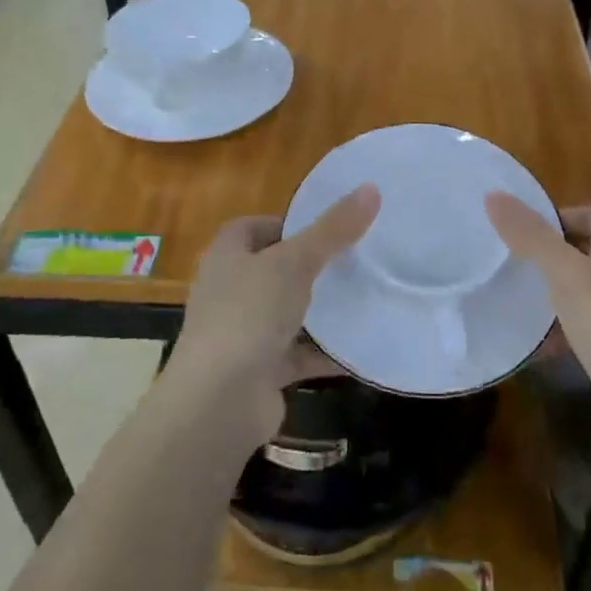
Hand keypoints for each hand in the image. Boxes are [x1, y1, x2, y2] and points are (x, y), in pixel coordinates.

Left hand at [167, 184, 380, 448]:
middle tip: (354, 260)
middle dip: (309, 266)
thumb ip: (333, 229)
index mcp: (226, 256)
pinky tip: (359, 348)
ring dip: (318, 310)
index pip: (253, 227)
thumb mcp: (295, 262)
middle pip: (273, 270)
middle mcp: (228, 291)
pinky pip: (297, 354)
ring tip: (363, 297)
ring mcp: (241, 333)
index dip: (287, 223)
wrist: (219, 402)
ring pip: (286, 313)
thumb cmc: (249, 315)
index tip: (327, 227)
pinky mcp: (259, 371)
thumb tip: (371, 188)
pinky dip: (323, 352)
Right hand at [486, 196, 590, 454]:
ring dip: (551, 292)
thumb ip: (533, 236)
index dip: (560, 213)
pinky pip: (584, 328)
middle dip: (548, 253)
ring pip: (583, 291)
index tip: (520, 227)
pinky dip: (559, 330)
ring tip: (512, 296)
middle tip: (507, 259)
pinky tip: (533, 343)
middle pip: (586, 251)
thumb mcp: (568, 276)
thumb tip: (494, 195)